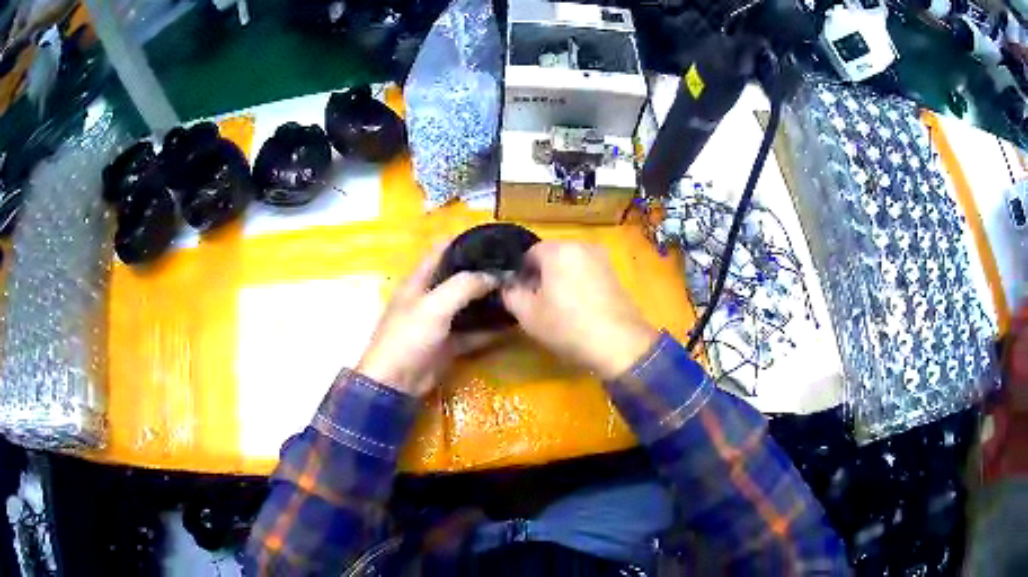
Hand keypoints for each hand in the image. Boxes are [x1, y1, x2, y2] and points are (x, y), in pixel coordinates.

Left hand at [356, 244, 502, 396]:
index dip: (463, 241)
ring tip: (517, 290)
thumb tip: (494, 275)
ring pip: (468, 306)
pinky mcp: (448, 344)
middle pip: (458, 278)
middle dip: (482, 271)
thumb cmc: (409, 337)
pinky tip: (511, 324)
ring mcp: (439, 322)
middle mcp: (429, 297)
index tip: (493, 238)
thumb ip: (464, 286)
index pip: (441, 251)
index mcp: (418, 281)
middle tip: (513, 266)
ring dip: (488, 300)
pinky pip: (473, 333)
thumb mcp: (434, 306)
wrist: (396, 382)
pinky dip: (489, 330)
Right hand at [501, 242, 658, 379]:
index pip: (529, 253)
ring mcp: (602, 259)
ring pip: (571, 266)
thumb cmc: (568, 326)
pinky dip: (579, 286)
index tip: (520, 296)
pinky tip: (578, 310)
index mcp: (558, 249)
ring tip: (558, 309)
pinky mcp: (615, 275)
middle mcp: (581, 246)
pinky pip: (588, 274)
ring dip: (561, 281)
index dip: (520, 274)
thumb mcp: (528, 315)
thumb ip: (511, 294)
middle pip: (552, 257)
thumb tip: (509, 287)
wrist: (619, 344)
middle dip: (542, 276)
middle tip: (536, 304)